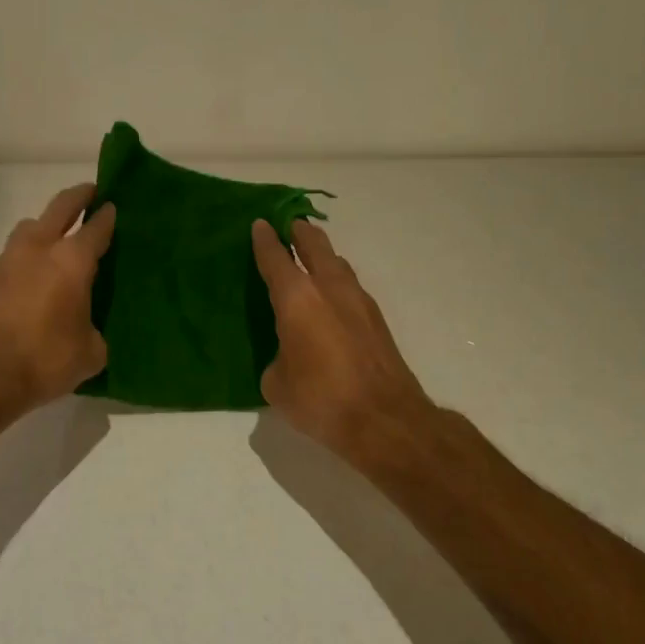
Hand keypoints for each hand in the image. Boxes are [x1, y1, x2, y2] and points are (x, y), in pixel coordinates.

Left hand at [0, 184, 115, 417]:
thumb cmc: (45, 359)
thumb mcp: (90, 352)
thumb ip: (95, 331)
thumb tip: (88, 329)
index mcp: (72, 260)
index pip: (96, 228)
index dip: (108, 215)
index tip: (114, 206)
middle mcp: (40, 248)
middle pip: (61, 207)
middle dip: (78, 196)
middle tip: (92, 192)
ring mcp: (10, 259)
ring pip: (32, 225)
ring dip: (48, 221)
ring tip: (60, 233)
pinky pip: (17, 250)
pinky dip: (31, 249)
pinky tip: (39, 268)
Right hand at [252, 218, 435, 464]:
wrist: (384, 419)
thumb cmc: (321, 399)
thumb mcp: (277, 384)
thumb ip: (277, 358)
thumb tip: (288, 355)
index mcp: (297, 299)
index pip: (276, 258)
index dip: (264, 240)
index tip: (259, 224)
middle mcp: (329, 288)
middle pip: (314, 245)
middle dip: (299, 231)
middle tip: (288, 223)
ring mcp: (359, 301)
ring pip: (337, 262)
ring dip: (322, 253)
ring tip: (310, 256)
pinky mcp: (377, 319)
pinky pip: (350, 285)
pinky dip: (336, 279)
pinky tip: (330, 295)